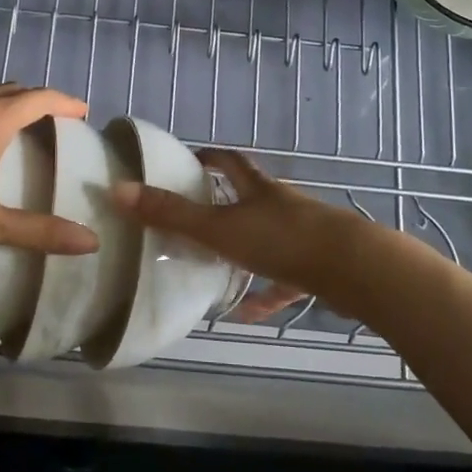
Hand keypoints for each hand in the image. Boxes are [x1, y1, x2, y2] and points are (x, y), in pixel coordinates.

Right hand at [112, 149, 371, 317]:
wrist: (353, 268)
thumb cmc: (282, 240)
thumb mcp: (219, 228)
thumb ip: (171, 214)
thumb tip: (118, 190)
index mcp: (258, 189)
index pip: (229, 162)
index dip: (208, 158)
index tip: (189, 159)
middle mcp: (281, 205)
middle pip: (251, 196)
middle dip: (226, 203)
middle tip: (196, 216)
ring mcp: (303, 236)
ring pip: (269, 238)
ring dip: (245, 251)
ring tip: (216, 268)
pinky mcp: (318, 268)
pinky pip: (287, 280)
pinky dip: (268, 293)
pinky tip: (250, 314)